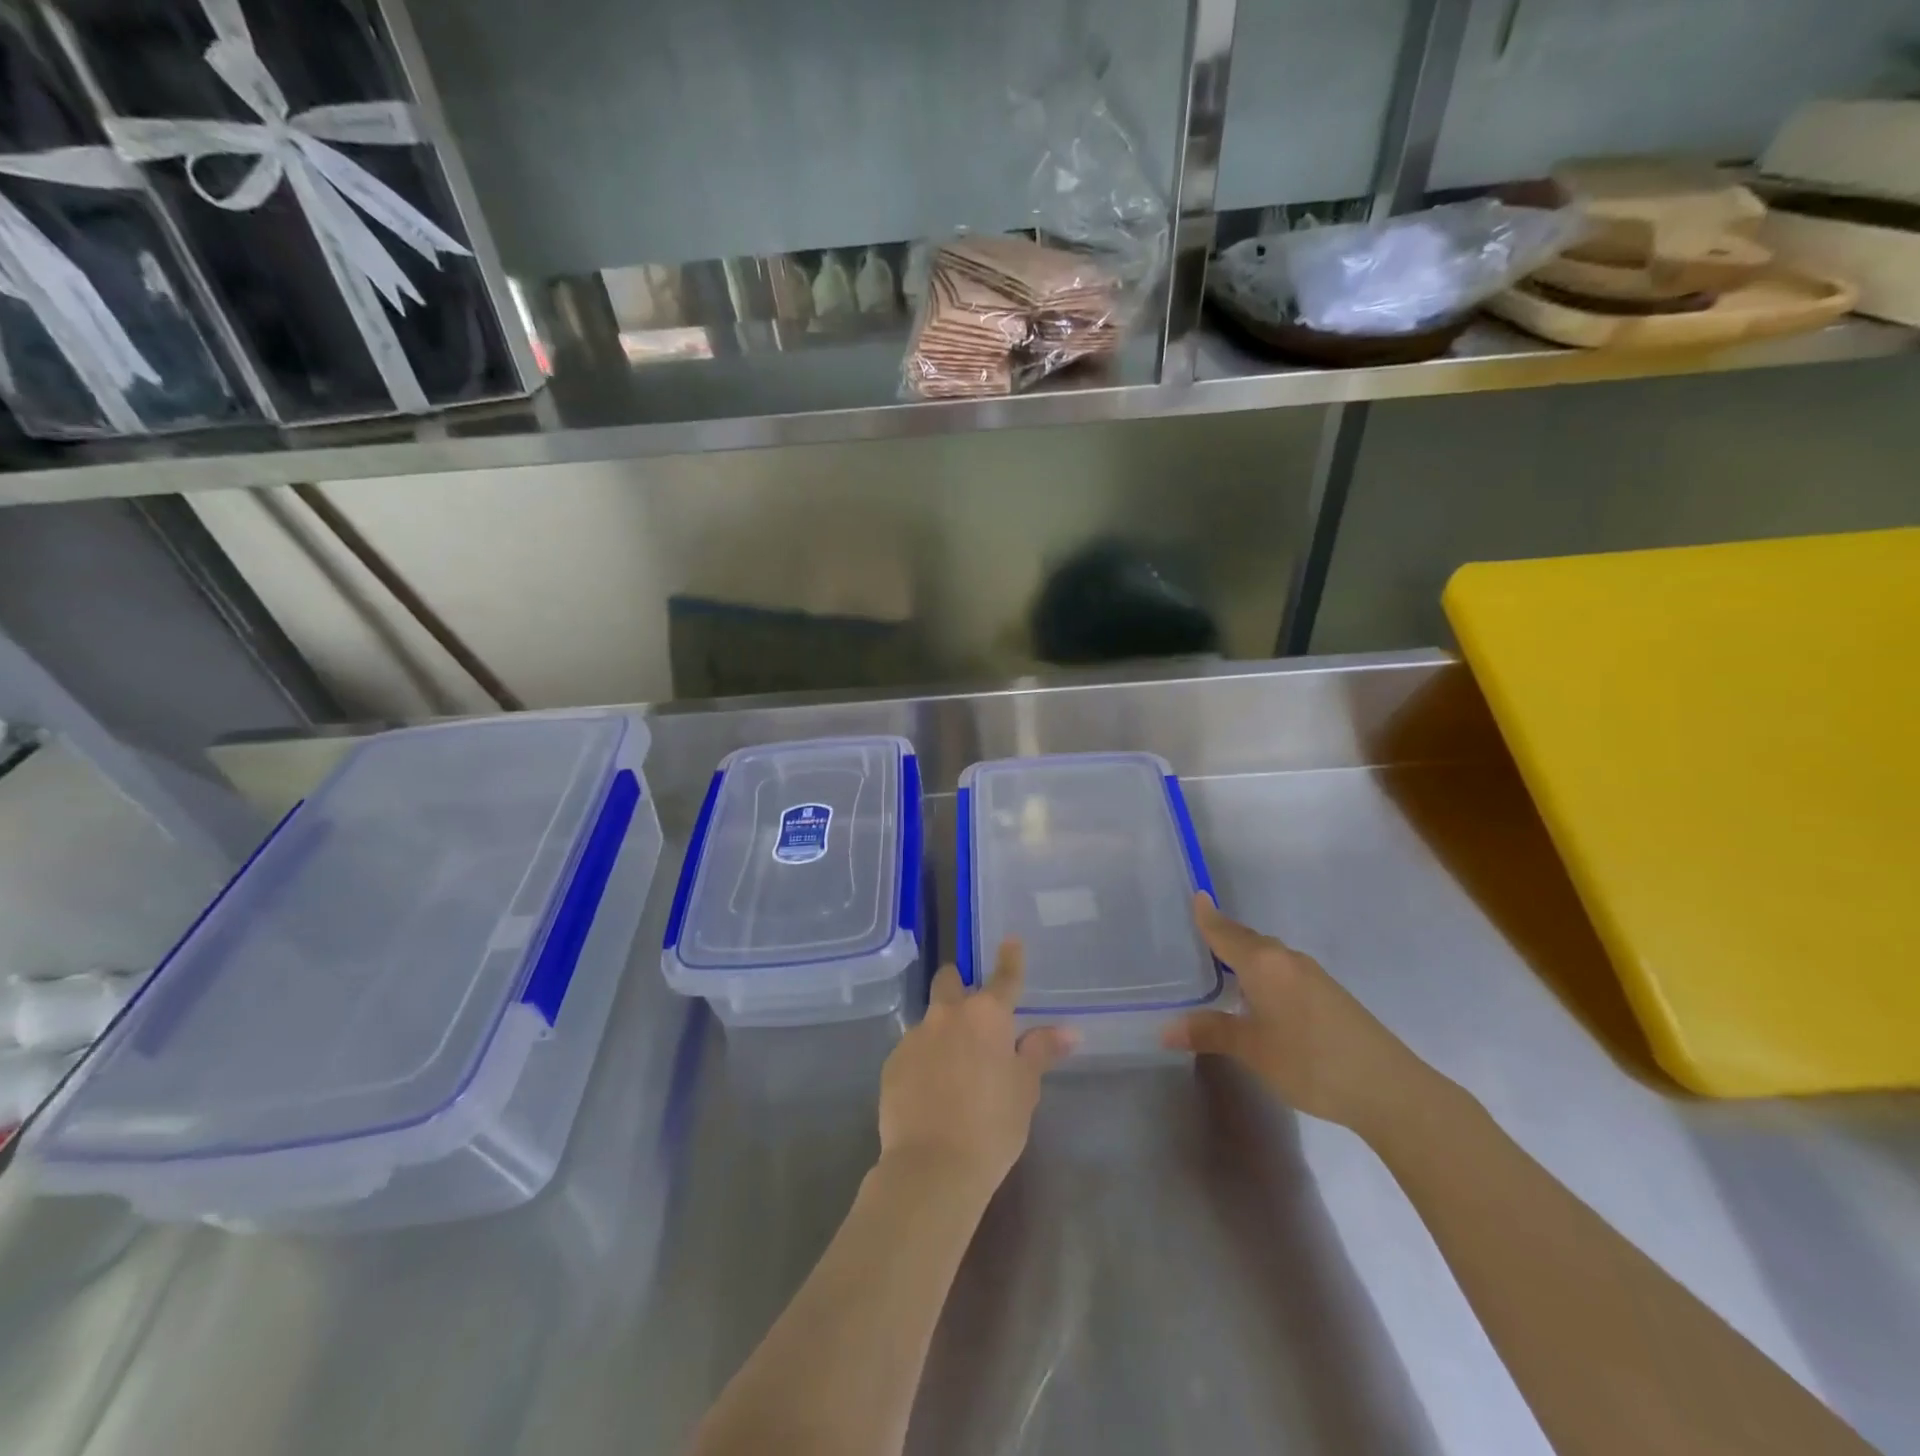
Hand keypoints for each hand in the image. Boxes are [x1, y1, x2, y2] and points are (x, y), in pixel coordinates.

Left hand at [878, 941, 1074, 1200]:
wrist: (932, 1167)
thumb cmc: (992, 1126)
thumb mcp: (1024, 1089)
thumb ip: (1040, 1052)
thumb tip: (1069, 1030)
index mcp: (986, 1016)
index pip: (1004, 977)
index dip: (1010, 959)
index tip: (1010, 941)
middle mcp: (948, 1015)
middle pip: (949, 982)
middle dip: (959, 986)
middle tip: (973, 1014)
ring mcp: (915, 1037)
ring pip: (930, 1020)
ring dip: (942, 1032)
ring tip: (953, 1069)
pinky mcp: (892, 1063)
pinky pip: (912, 1051)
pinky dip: (923, 1062)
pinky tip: (931, 1093)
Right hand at [1164, 894, 1430, 1136]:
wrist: (1389, 1088)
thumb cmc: (1310, 1061)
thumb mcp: (1252, 1049)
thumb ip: (1210, 1032)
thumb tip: (1165, 1029)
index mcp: (1263, 963)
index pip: (1226, 933)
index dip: (1208, 917)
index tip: (1196, 895)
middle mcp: (1287, 959)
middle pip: (1248, 941)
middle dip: (1225, 937)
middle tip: (1199, 935)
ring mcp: (1313, 976)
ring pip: (1269, 957)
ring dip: (1246, 957)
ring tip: (1223, 967)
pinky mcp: (1330, 995)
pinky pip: (1285, 971)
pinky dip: (1265, 973)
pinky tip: (1261, 996)